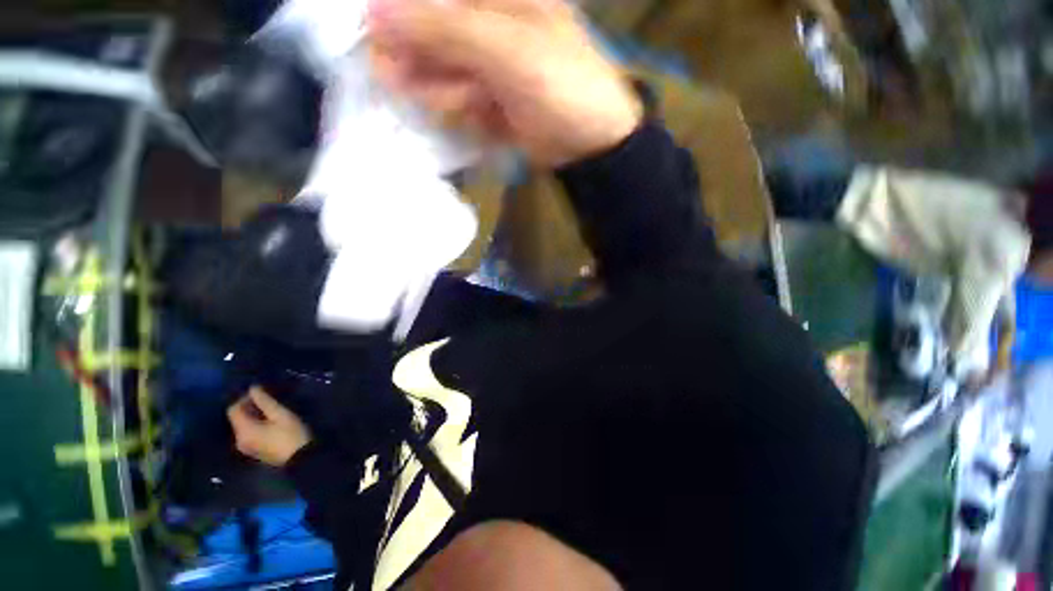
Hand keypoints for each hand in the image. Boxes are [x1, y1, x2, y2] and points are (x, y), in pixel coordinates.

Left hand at [227, 387, 311, 466]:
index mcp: (244, 430)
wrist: (300, 458)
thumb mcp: (280, 414)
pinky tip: (270, 422)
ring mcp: (245, 447)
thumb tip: (253, 388)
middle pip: (237, 418)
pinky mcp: (252, 450)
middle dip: (249, 406)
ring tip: (271, 409)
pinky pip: (248, 433)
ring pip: (242, 425)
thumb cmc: (291, 434)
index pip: (233, 410)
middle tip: (268, 399)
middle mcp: (239, 439)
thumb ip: (265, 401)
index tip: (260, 392)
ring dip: (253, 415)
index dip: (244, 398)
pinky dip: (255, 424)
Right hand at [367, 0, 641, 166]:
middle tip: (442, 85)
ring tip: (476, 104)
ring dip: (448, 94)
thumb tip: (375, 13)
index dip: (399, 18)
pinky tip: (483, 117)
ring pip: (438, 72)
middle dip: (425, 64)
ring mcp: (484, 64)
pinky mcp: (487, 98)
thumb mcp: (505, 51)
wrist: (588, 144)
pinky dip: (464, 112)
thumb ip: (443, 29)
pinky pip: (456, 102)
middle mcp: (485, 22)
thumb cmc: (561, 87)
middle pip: (427, 34)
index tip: (381, 44)